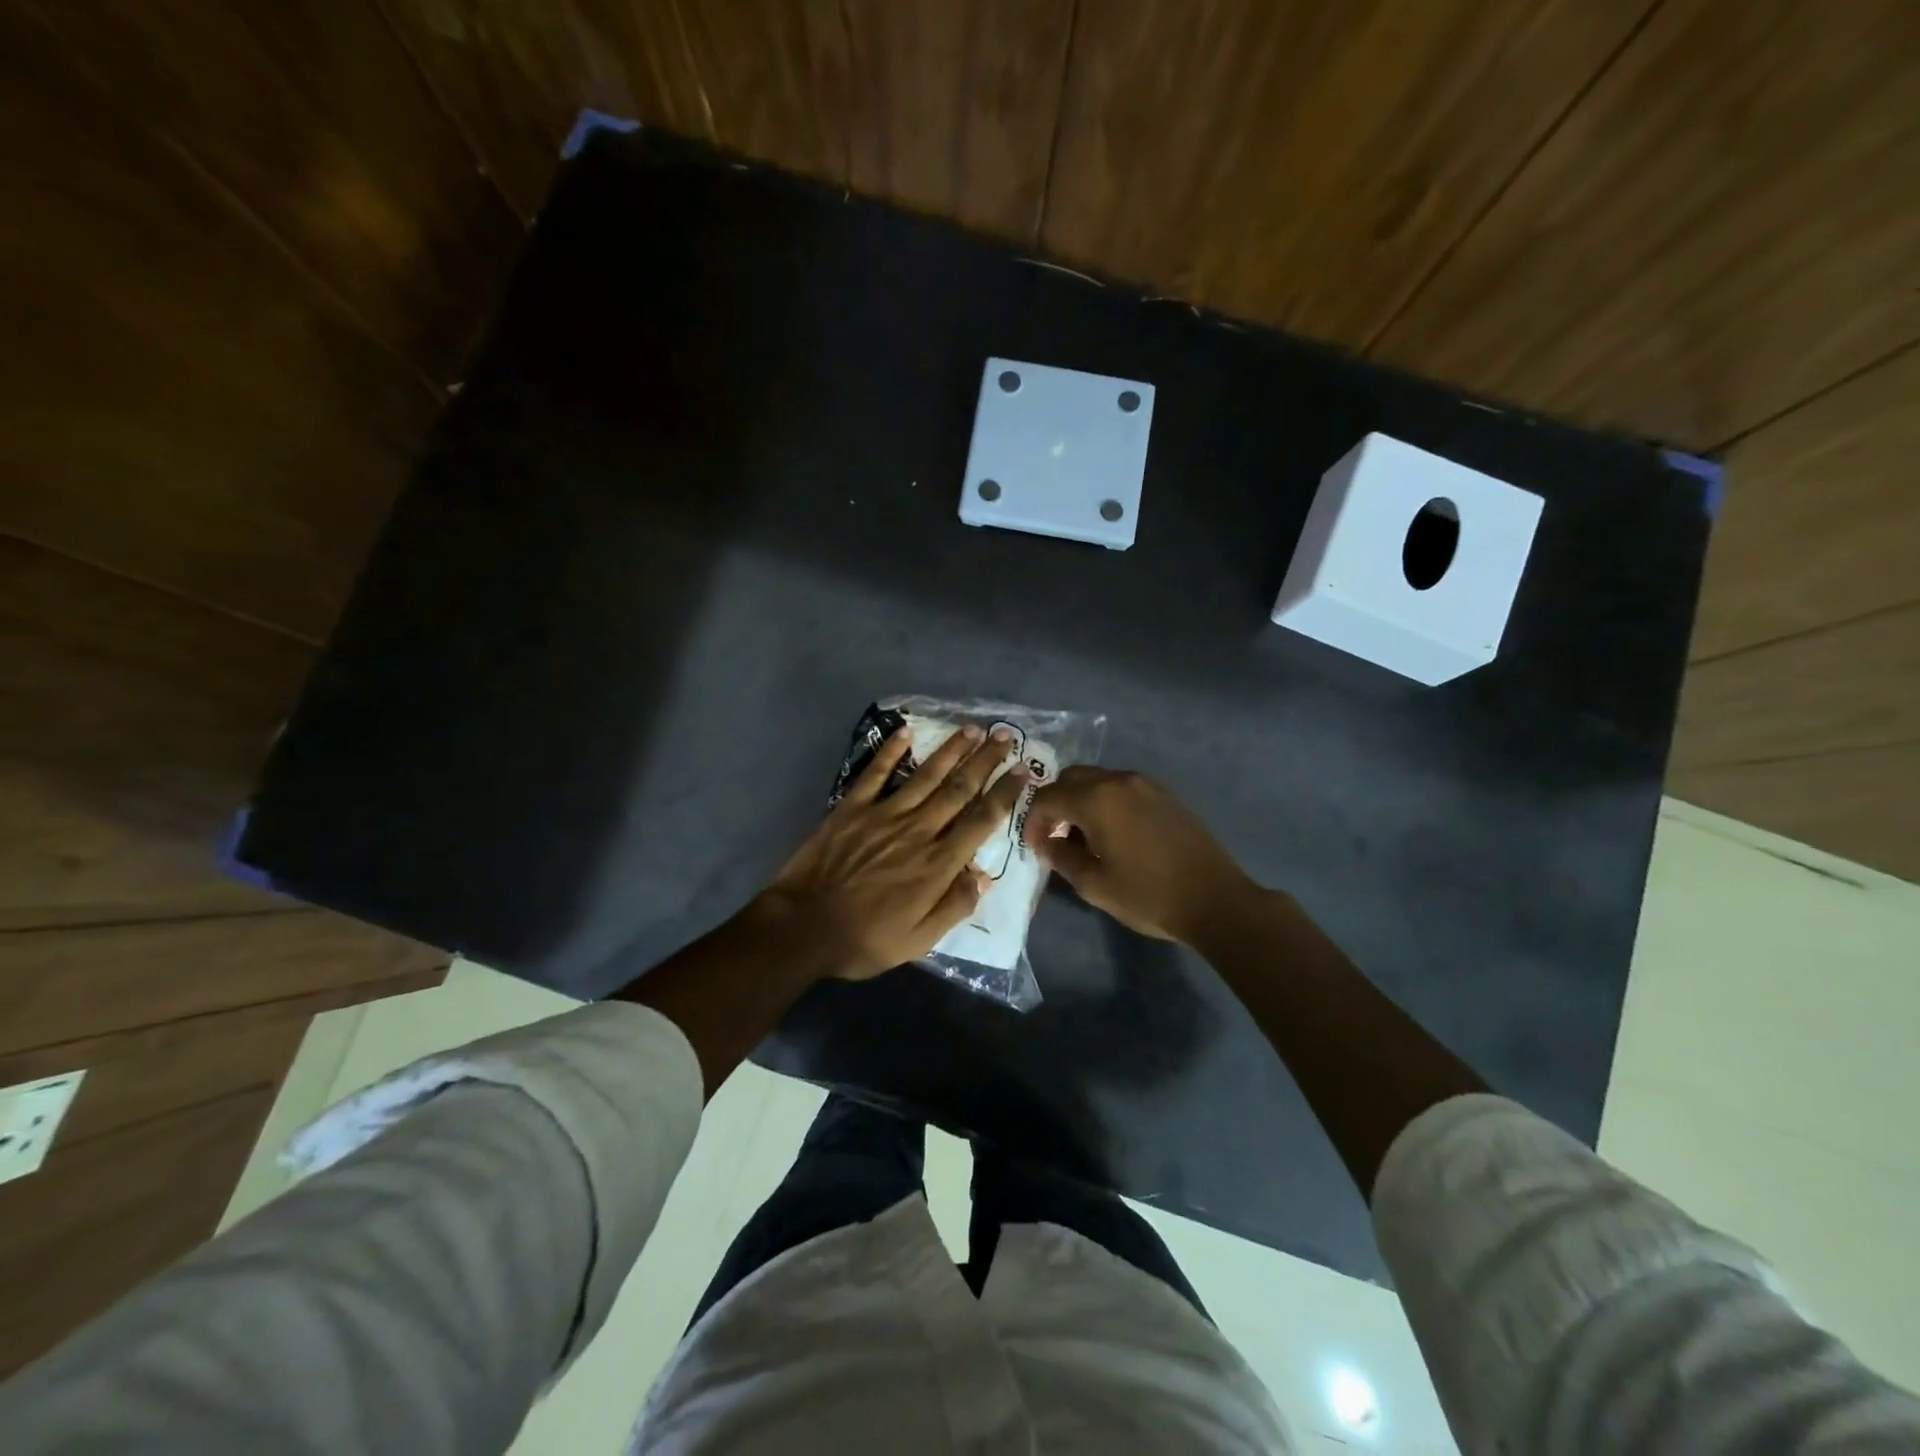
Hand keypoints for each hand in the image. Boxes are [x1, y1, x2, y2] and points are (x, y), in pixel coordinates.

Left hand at [756, 724, 1026, 980]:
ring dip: (950, 750)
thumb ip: (955, 906)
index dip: (1005, 794)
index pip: (980, 821)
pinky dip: (891, 752)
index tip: (1023, 772)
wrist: (803, 927)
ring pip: (925, 775)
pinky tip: (906, 732)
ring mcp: (883, 815)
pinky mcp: (852, 809)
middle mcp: (917, 831)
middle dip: (985, 761)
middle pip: (959, 789)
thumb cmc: (865, 939)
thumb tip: (985, 875)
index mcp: (937, 864)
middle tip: (1004, 736)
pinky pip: (876, 773)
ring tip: (971, 729)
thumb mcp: (919, 940)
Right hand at [1022, 767, 1257, 944]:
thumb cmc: (1148, 895)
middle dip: (1055, 802)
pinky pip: (1121, 787)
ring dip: (1081, 800)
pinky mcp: (1164, 794)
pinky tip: (1112, 831)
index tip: (1034, 845)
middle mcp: (1119, 781)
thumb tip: (1047, 842)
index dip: (1033, 820)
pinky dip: (1105, 801)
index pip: (1048, 797)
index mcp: (1097, 799)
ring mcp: (1145, 784)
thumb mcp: (1094, 885)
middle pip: (1071, 778)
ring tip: (1082, 835)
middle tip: (1054, 835)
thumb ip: (1062, 857)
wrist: (1215, 899)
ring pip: (1098, 779)